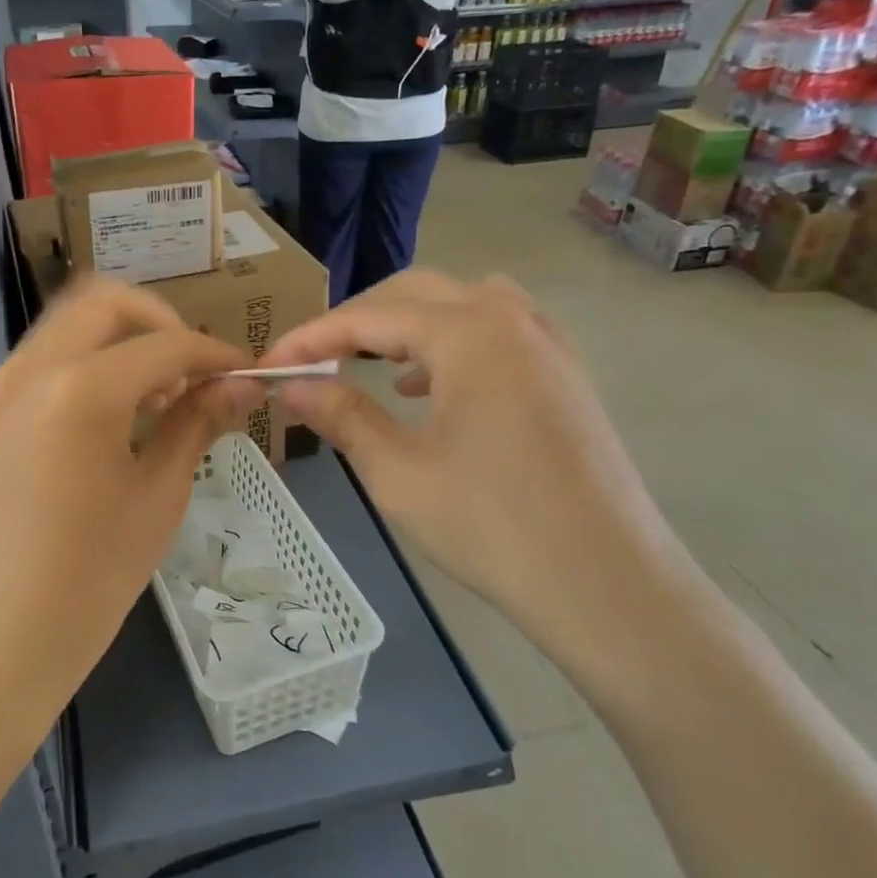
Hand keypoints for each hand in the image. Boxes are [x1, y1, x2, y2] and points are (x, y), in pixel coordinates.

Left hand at [0, 277, 261, 733]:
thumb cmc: (88, 581)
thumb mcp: (158, 497)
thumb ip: (197, 423)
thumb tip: (243, 383)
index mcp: (78, 389)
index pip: (165, 344)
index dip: (215, 353)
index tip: (246, 373)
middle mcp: (27, 370)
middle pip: (103, 302)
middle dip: (159, 322)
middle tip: (192, 372)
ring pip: (65, 328)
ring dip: (117, 342)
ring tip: (153, 400)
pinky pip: (38, 365)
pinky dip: (81, 368)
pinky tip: (106, 423)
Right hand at [263, 270, 698, 680]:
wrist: (607, 584)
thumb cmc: (492, 526)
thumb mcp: (398, 472)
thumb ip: (341, 416)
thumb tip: (292, 386)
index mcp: (469, 333)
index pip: (370, 316)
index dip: (312, 337)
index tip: (269, 363)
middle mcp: (512, 320)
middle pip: (417, 294)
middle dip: (358, 321)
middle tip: (315, 361)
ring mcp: (547, 345)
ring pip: (463, 304)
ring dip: (409, 325)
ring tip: (374, 367)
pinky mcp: (565, 376)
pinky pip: (498, 332)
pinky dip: (452, 345)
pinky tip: (433, 392)